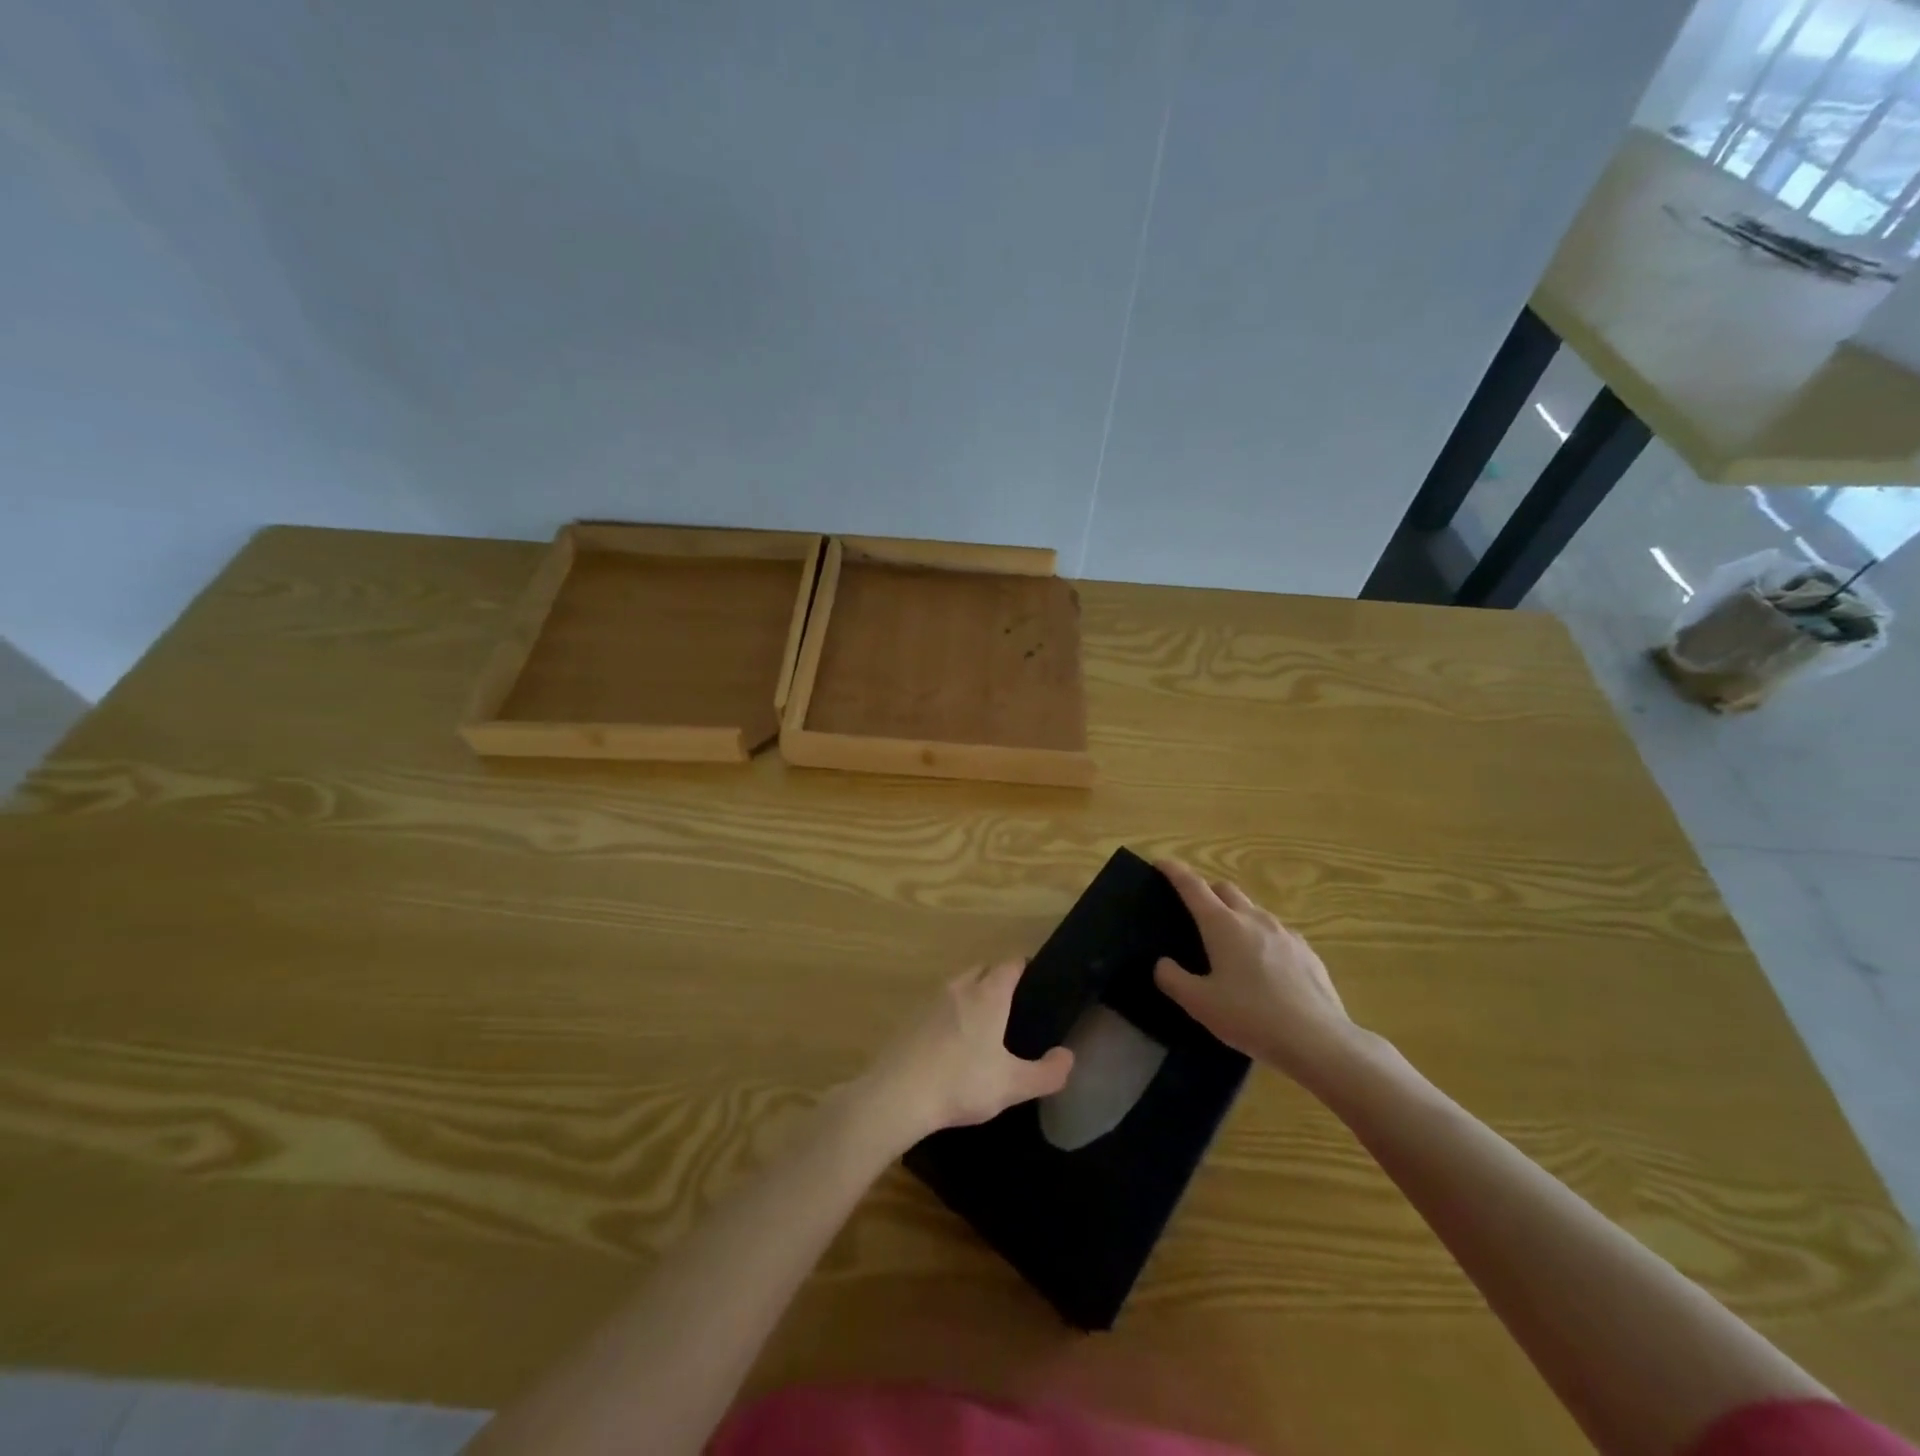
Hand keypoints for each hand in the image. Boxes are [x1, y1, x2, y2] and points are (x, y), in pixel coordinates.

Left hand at [852, 961, 1074, 1152]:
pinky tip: (950, 1041)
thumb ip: (1046, 1073)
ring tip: (983, 1022)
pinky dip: (948, 1013)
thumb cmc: (962, 1083)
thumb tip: (1068, 1056)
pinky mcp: (910, 1018)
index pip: (1010, 964)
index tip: (1035, 978)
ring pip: (957, 985)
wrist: (898, 1094)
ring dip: (971, 994)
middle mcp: (959, 988)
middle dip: (997, 978)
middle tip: (1012, 1003)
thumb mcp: (1013, 1085)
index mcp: (987, 995)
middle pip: (982, 969)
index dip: (1024, 966)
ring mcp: (930, 1000)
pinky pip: (937, 1005)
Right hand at [1153, 860, 1357, 1085]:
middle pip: (1226, 889)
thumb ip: (1172, 979)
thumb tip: (1163, 963)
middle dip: (1207, 891)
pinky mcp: (1307, 951)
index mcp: (1222, 925)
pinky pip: (1277, 933)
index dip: (1174, 871)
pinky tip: (1263, 966)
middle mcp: (1253, 919)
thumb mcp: (1199, 1004)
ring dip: (1235, 914)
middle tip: (1194, 911)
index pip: (1193, 886)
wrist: (1318, 1041)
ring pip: (1253, 910)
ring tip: (1229, 943)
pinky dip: (1261, 937)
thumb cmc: (1251, 1017)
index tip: (1161, 863)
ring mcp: (1285, 933)